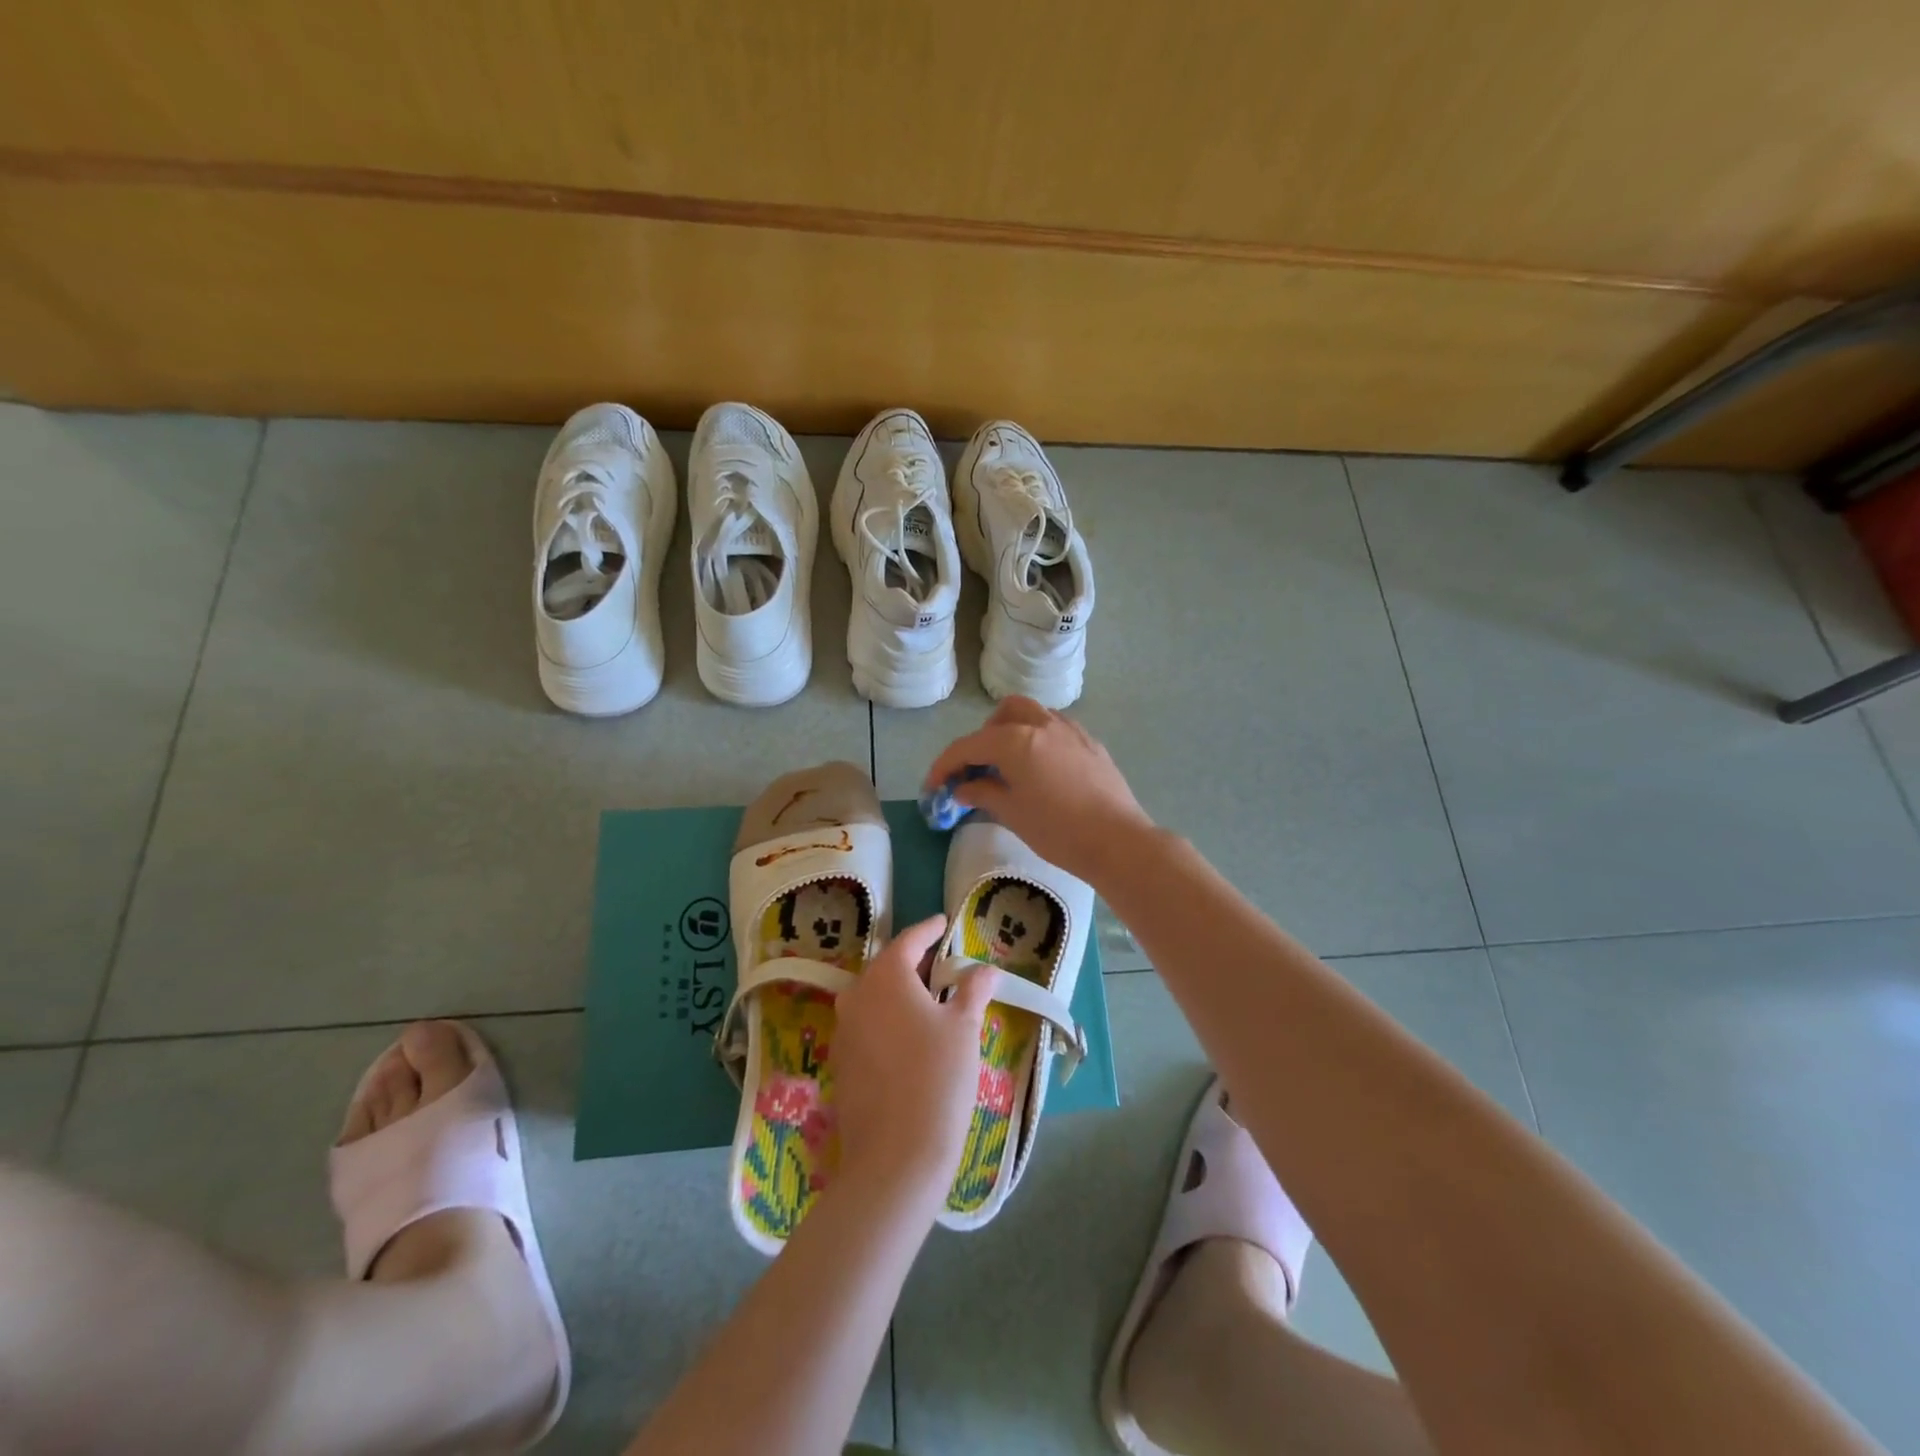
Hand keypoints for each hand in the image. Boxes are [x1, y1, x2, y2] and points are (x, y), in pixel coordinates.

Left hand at [833, 915, 998, 1212]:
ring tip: (926, 999)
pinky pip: (865, 1024)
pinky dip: (886, 1019)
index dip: (929, 930)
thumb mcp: (964, 1028)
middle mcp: (857, 994)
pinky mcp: (840, 1061)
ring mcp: (844, 1029)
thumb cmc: (937, 1078)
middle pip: (886, 966)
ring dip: (897, 991)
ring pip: (872, 996)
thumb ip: (973, 990)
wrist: (895, 1156)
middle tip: (939, 963)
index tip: (943, 922)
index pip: (909, 941)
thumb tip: (986, 969)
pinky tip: (907, 1036)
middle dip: (912, 961)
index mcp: (886, 976)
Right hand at [923, 697, 1153, 883]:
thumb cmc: (1058, 831)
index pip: (968, 746)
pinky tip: (1042, 770)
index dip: (944, 765)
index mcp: (1015, 740)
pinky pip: (1056, 729)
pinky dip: (1038, 739)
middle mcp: (1042, 725)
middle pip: (1003, 714)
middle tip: (978, 769)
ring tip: (1010, 766)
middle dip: (983, 737)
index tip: (933, 786)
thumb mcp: (1012, 814)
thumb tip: (962, 787)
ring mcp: (1070, 731)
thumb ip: (982, 793)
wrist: (1118, 841)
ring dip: (1013, 732)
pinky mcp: (1091, 743)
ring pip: (1033, 714)